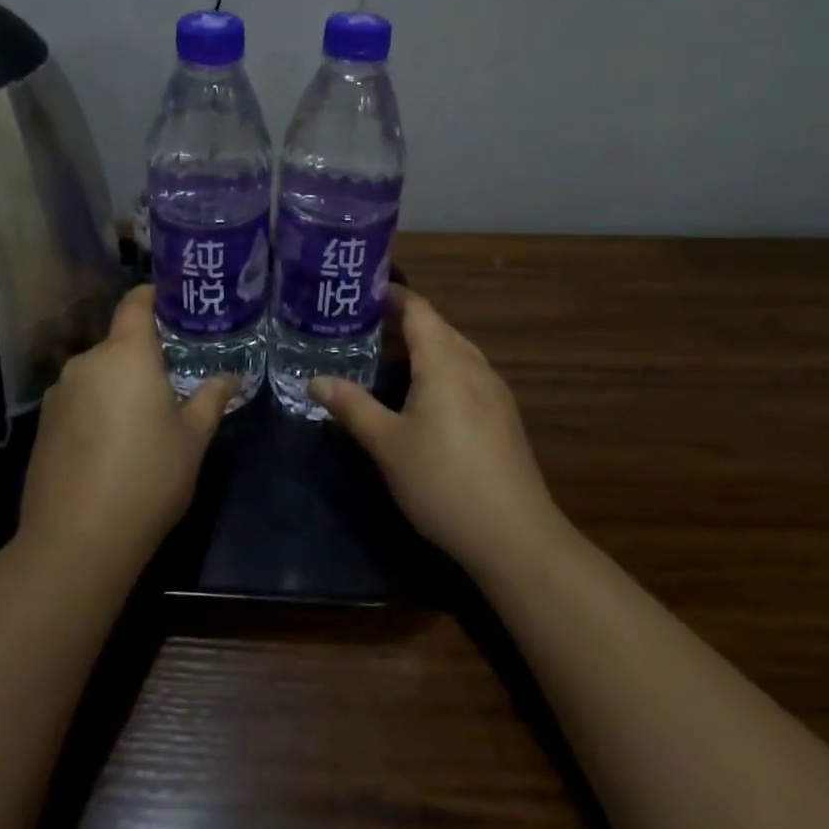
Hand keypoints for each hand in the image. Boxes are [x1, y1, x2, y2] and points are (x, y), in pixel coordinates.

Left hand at [17, 286, 236, 578]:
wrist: (75, 542)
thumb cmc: (147, 478)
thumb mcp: (192, 439)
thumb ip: (211, 399)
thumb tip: (231, 378)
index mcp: (126, 353)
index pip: (135, 303)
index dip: (153, 296)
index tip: (173, 302)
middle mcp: (87, 362)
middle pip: (118, 343)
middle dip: (143, 356)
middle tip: (172, 380)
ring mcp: (59, 394)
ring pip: (98, 374)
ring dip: (119, 385)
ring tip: (142, 419)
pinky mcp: (43, 425)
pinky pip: (78, 401)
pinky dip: (96, 409)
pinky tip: (111, 446)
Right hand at [312, 285, 561, 576]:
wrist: (514, 535)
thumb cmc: (442, 481)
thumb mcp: (387, 444)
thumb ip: (352, 406)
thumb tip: (315, 380)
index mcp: (444, 361)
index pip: (418, 309)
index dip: (391, 296)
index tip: (361, 293)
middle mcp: (473, 365)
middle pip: (437, 327)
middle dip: (401, 322)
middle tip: (360, 327)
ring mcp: (494, 390)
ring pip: (454, 350)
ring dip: (422, 347)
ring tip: (385, 358)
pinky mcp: (504, 415)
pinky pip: (467, 373)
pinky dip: (440, 369)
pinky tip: (423, 396)